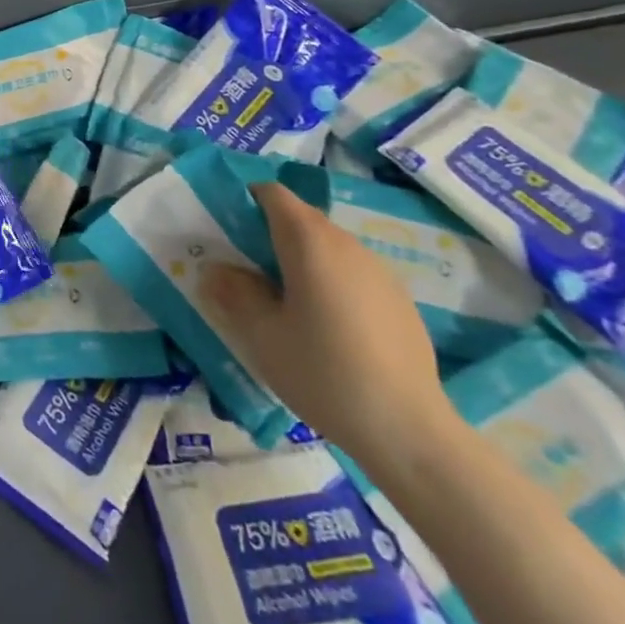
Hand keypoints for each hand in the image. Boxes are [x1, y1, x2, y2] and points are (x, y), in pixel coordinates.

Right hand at [197, 180, 456, 466]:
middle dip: (268, 234)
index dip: (245, 201)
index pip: (272, 192)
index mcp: (309, 241)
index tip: (227, 232)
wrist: (410, 431)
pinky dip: (330, 283)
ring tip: (285, 305)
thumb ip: (234, 293)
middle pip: (299, 218)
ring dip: (300, 260)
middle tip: (246, 273)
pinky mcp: (398, 299)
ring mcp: (378, 270)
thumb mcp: (263, 335)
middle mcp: (346, 243)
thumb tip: (214, 269)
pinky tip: (328, 330)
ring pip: (327, 246)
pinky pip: (351, 273)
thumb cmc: (324, 373)